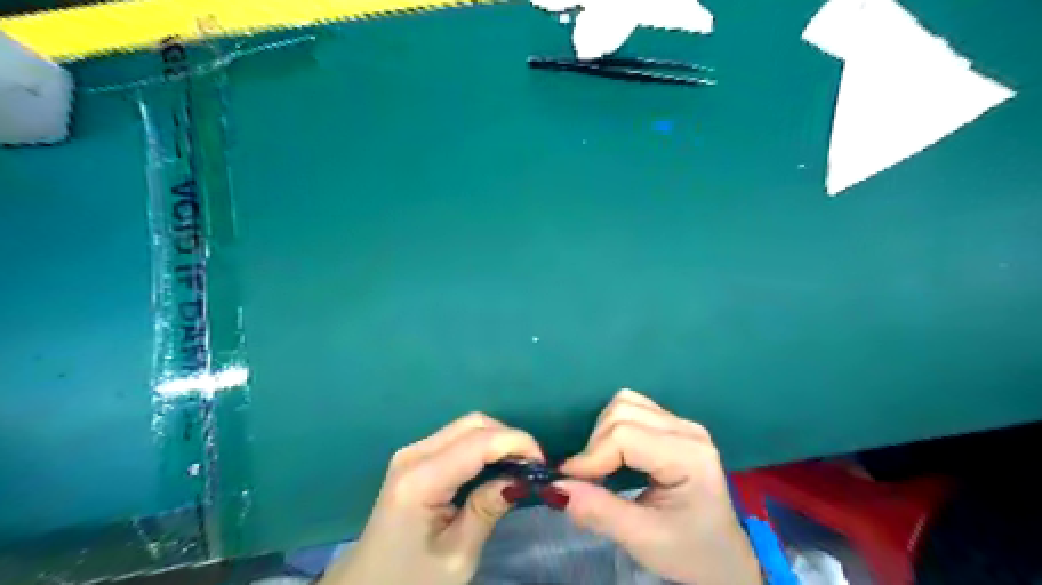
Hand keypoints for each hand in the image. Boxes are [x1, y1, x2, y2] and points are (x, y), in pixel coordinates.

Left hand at [323, 410, 540, 584]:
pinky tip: (495, 467)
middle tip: (532, 467)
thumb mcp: (457, 555)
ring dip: (496, 440)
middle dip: (508, 438)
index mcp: (420, 480)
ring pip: (466, 427)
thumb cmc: (411, 582)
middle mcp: (413, 454)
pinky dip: (482, 446)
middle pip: (472, 424)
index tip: (543, 463)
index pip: (478, 442)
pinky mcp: (414, 459)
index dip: (516, 442)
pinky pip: (456, 439)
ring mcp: (411, 453)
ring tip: (519, 467)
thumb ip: (488, 509)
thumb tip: (521, 477)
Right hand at [554, 387, 763, 584]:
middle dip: (595, 444)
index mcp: (689, 456)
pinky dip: (612, 428)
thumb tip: (553, 488)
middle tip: (586, 480)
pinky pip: (632, 409)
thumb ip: (598, 511)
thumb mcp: (643, 539)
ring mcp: (681, 423)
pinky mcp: (672, 426)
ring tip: (600, 467)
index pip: (624, 436)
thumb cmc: (691, 552)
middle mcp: (687, 429)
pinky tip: (613, 455)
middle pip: (623, 411)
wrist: (724, 559)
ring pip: (625, 403)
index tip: (567, 482)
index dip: (590, 456)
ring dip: (602, 432)